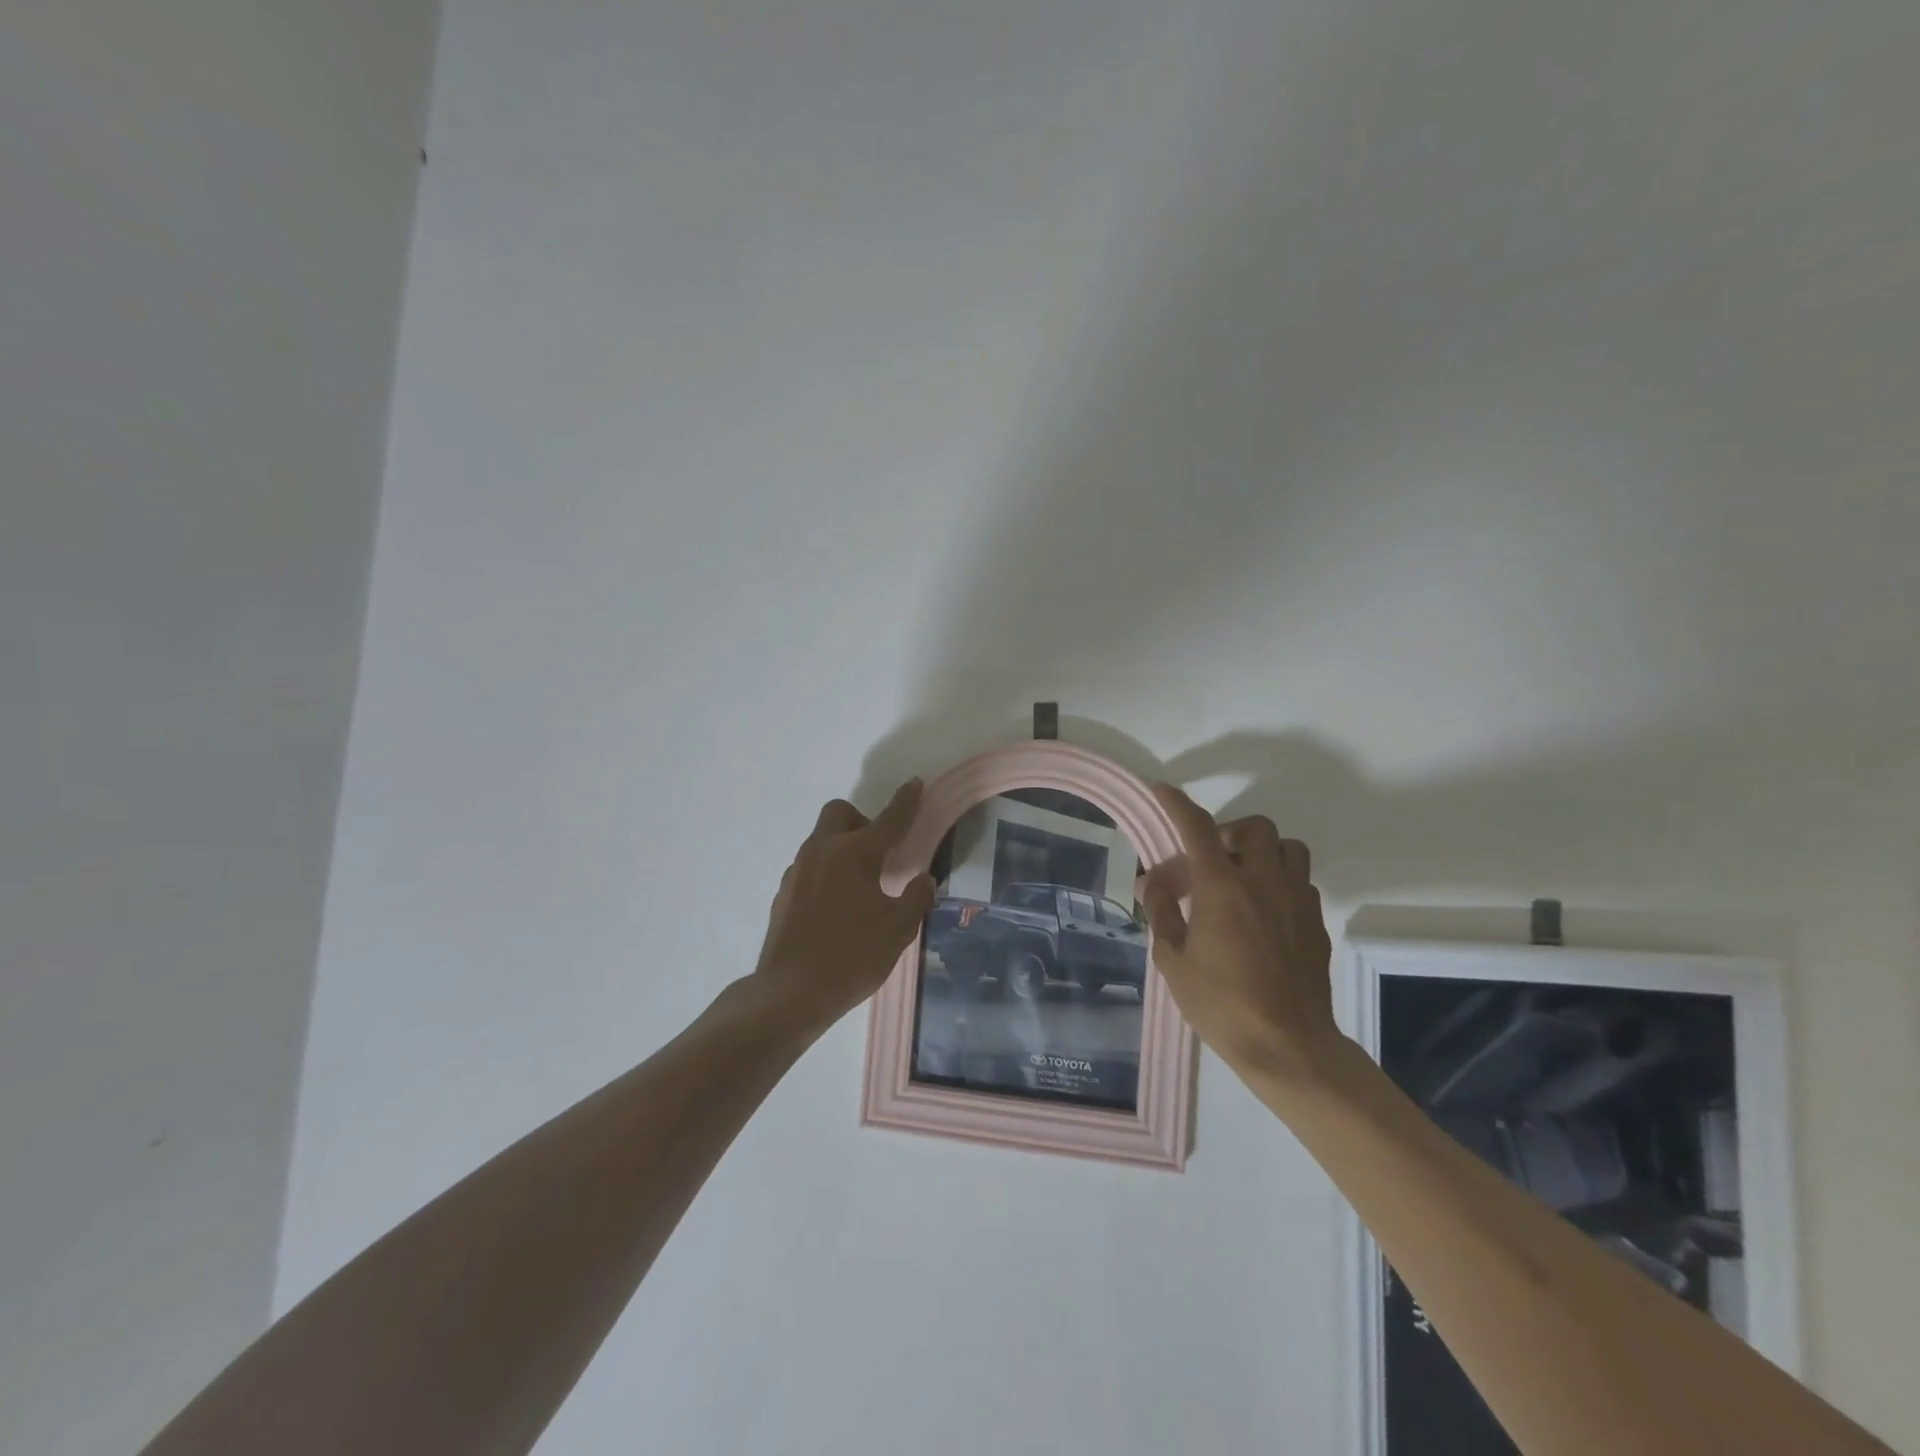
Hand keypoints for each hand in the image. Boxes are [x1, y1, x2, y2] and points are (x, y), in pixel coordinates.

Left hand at [753, 779, 936, 1033]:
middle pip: (839, 813)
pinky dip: (826, 872)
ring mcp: (797, 871)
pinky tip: (836, 906)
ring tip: (859, 886)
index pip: (888, 820)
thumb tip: (924, 879)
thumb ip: (915, 899)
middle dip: (861, 820)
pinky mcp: (783, 893)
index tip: (915, 783)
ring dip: (842, 848)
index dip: (906, 801)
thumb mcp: (897, 930)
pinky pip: (809, 866)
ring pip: (821, 839)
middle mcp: (823, 852)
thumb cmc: (851, 957)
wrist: (790, 992)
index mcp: (855, 854)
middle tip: (878, 854)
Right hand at [1138, 784, 1341, 1083]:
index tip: (1163, 790)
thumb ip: (1162, 913)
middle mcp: (1264, 882)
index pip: (1197, 828)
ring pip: (1287, 848)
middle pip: (1253, 827)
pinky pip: (1300, 881)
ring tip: (1240, 878)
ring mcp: (1296, 900)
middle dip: (1227, 832)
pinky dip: (1279, 881)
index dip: (1177, 804)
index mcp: (1223, 888)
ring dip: (1261, 852)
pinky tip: (1263, 912)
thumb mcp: (1173, 960)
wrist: (1288, 1047)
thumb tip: (1155, 884)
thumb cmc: (1221, 1004)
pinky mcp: (1316, 922)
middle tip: (1208, 860)